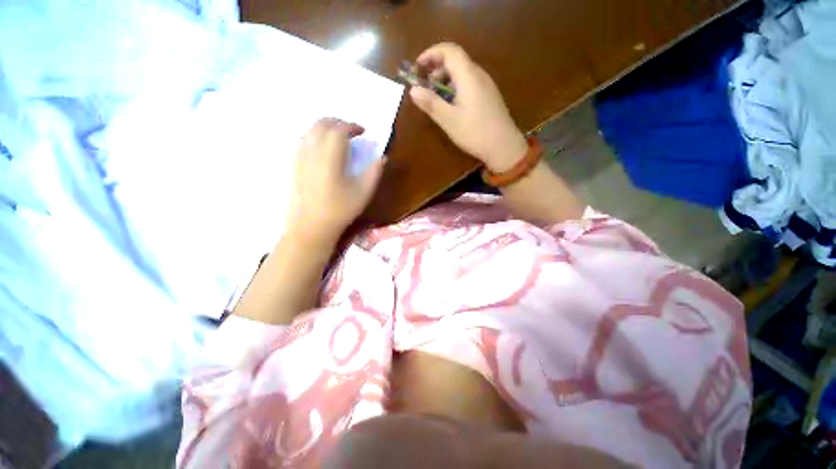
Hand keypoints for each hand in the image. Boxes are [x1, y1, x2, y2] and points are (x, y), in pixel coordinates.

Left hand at [286, 118, 384, 244]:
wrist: (311, 226)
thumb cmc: (340, 209)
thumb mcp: (363, 192)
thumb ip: (374, 172)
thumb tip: (382, 157)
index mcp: (330, 157)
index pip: (339, 130)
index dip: (352, 126)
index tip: (363, 131)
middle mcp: (312, 151)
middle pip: (322, 124)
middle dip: (338, 122)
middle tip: (351, 131)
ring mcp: (300, 157)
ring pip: (310, 130)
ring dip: (325, 127)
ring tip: (339, 137)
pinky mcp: (294, 165)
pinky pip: (304, 140)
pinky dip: (316, 136)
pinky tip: (324, 148)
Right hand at [409, 43, 528, 172]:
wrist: (504, 146)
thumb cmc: (475, 133)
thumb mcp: (449, 120)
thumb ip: (431, 103)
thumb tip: (412, 90)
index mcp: (468, 75)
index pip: (449, 50)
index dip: (430, 54)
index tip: (417, 68)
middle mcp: (478, 75)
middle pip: (455, 60)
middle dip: (436, 68)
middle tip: (424, 86)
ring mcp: (486, 85)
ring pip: (462, 73)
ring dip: (445, 80)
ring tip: (435, 98)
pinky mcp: (489, 96)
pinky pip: (469, 83)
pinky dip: (455, 87)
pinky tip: (451, 105)